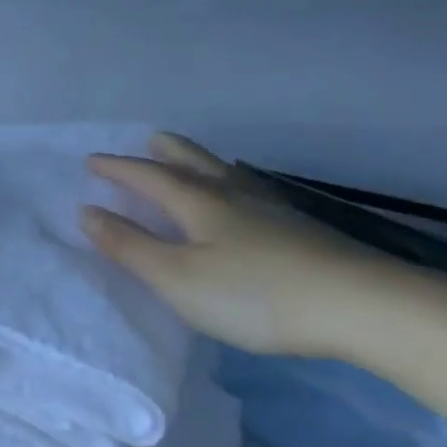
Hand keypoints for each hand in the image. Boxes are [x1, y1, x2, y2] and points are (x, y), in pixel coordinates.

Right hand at [82, 133, 396, 357]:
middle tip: (146, 141)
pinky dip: (231, 183)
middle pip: (192, 161)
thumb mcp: (178, 278)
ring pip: (226, 173)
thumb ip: (130, 246)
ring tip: (190, 161)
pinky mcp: (300, 228)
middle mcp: (232, 194)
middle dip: (163, 152)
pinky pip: (250, 190)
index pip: (148, 176)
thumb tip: (87, 211)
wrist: (360, 305)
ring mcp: (271, 208)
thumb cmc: (254, 294)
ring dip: (199, 162)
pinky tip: (244, 199)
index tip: (92, 161)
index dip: (117, 168)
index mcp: (198, 202)